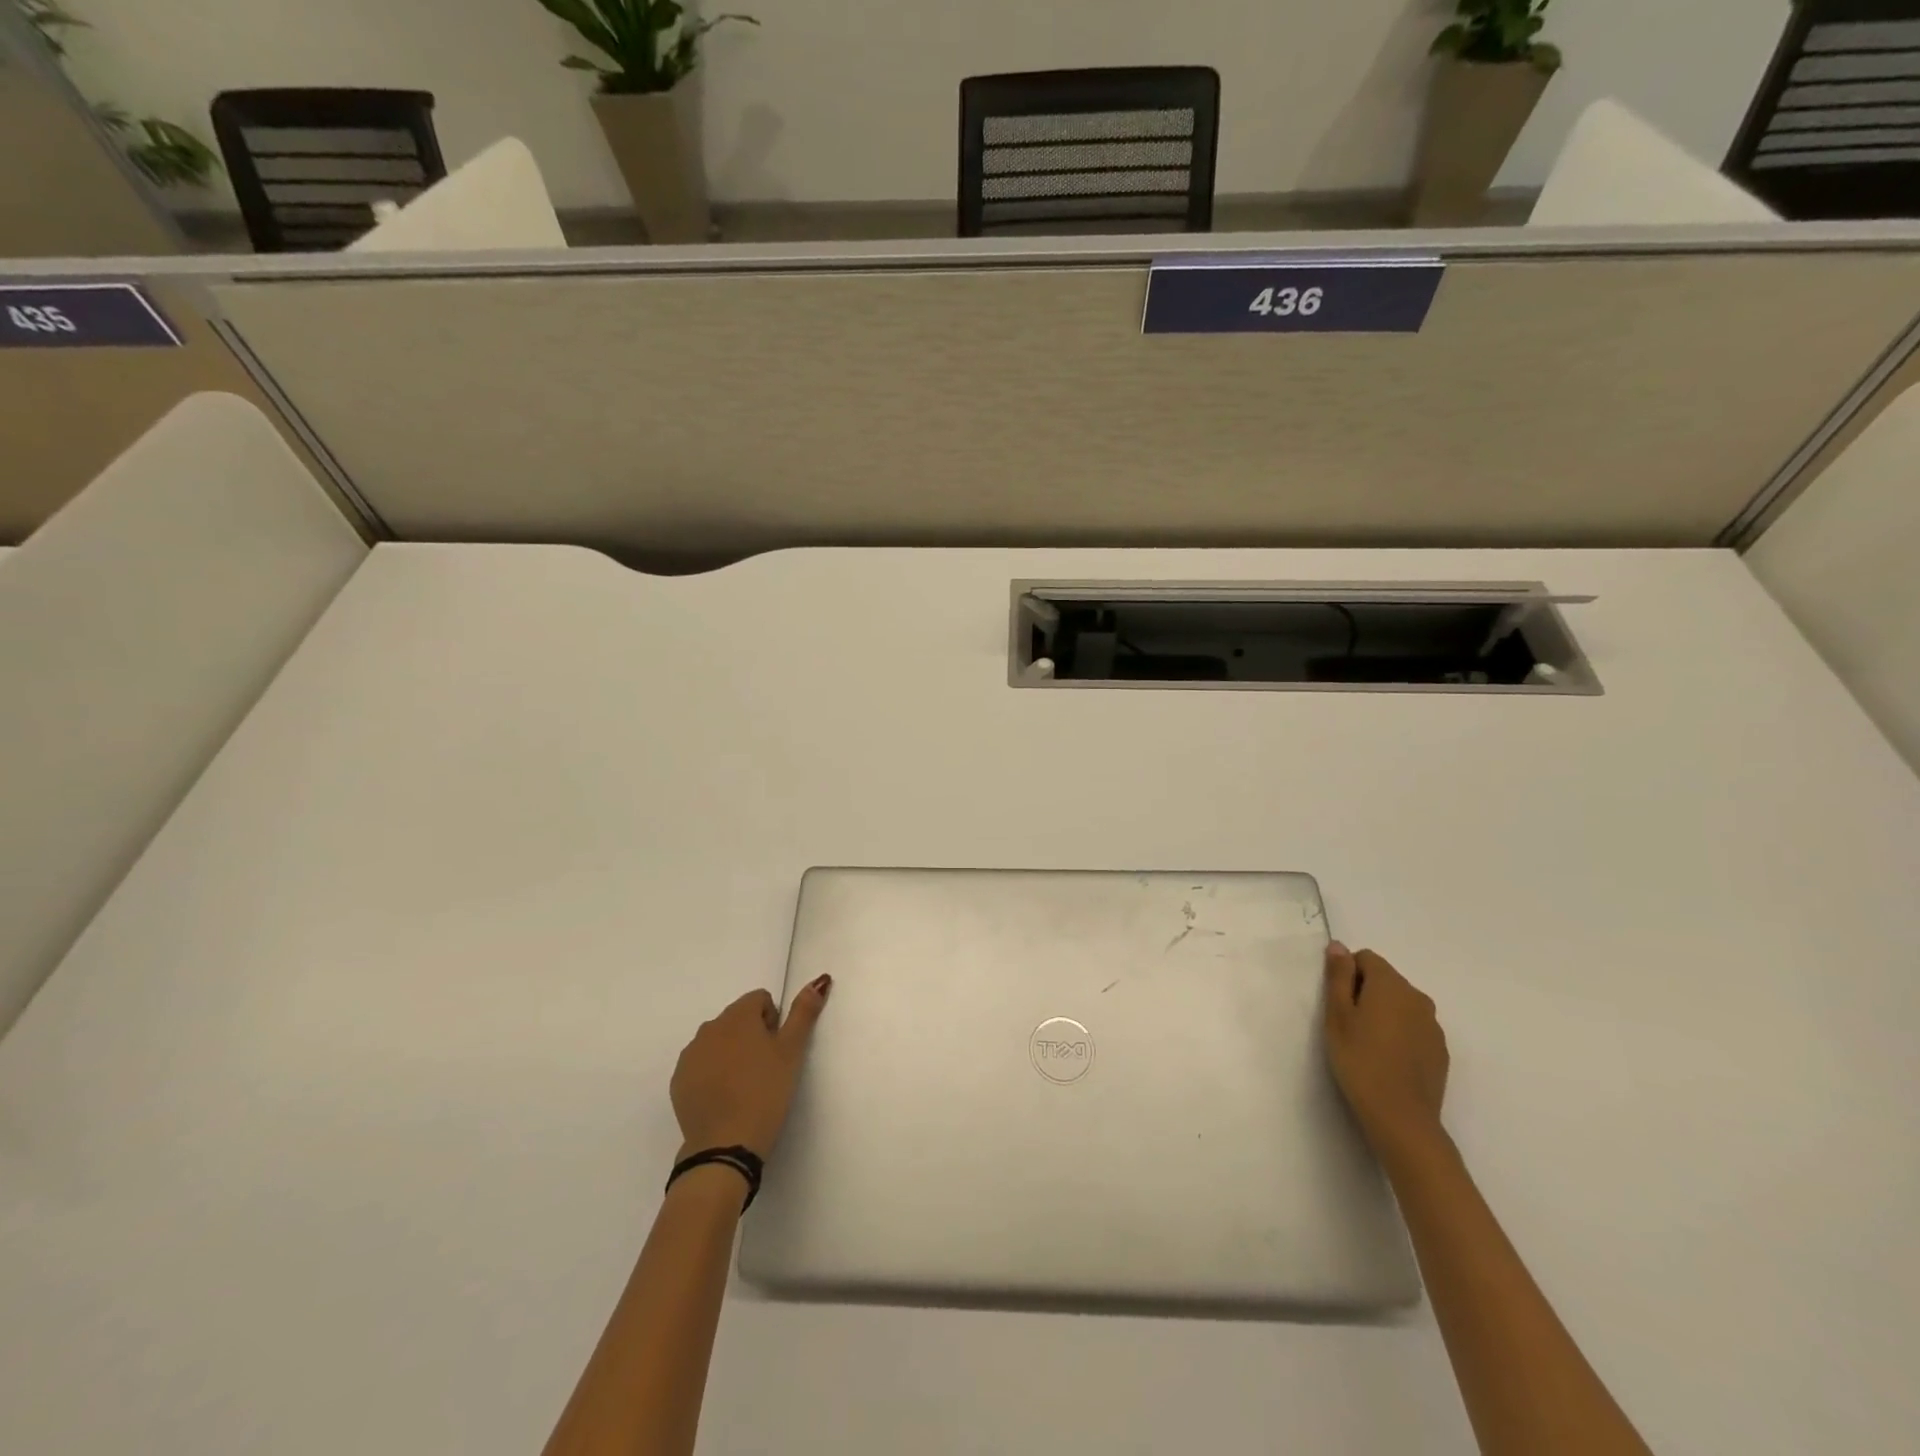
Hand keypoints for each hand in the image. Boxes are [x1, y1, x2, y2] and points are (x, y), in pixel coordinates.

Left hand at [671, 978, 830, 1160]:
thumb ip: (804, 1012)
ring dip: (731, 1053)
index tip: (777, 1050)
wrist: (725, 1146)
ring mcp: (690, 1055)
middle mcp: (709, 1028)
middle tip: (765, 1069)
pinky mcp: (678, 1081)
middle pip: (737, 1018)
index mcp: (737, 1016)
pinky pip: (700, 1065)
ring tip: (745, 1085)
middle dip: (752, 1035)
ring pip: (718, 1041)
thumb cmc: (765, 1092)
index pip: (760, 999)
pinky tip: (725, 1098)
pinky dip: (713, 1073)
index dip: (774, 1021)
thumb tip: (819, 980)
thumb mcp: (792, 1051)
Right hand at [1323, 942, 1448, 1156]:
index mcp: (1391, 985)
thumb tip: (1338, 946)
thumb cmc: (1359, 1060)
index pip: (1366, 958)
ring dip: (1383, 1014)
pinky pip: (1414, 1028)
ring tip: (1367, 1044)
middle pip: (1386, 980)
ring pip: (1401, 1005)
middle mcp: (1418, 998)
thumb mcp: (1337, 1015)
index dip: (1347, 975)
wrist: (1401, 1117)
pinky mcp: (1440, 1051)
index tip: (1338, 1003)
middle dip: (1365, 993)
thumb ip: (1338, 976)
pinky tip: (1387, 1060)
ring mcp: (1433, 1026)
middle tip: (1348, 1025)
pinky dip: (1399, 1034)